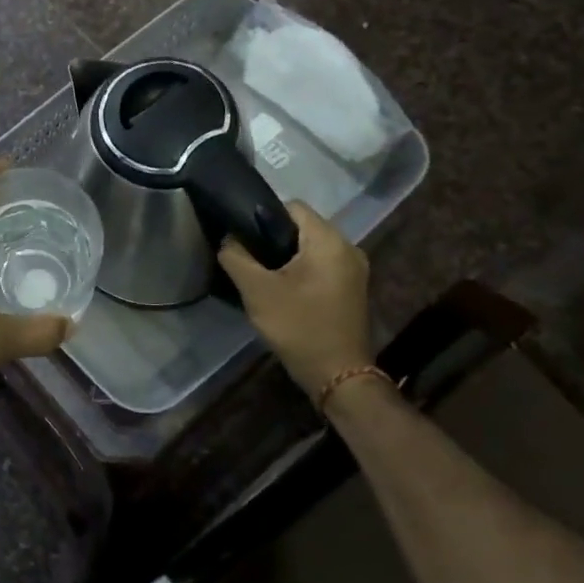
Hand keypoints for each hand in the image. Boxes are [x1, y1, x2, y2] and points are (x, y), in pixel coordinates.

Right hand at [217, 202, 372, 397]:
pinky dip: (302, 272)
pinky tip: (285, 293)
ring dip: (287, 258)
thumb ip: (236, 257)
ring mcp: (354, 270)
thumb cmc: (299, 326)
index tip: (244, 240)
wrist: (338, 376)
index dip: (262, 217)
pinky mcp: (353, 289)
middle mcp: (348, 247)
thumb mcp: (257, 290)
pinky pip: (322, 266)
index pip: (291, 207)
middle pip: (302, 227)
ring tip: (263, 278)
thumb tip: (229, 239)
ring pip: (311, 248)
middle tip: (249, 261)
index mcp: (329, 240)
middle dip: (273, 240)